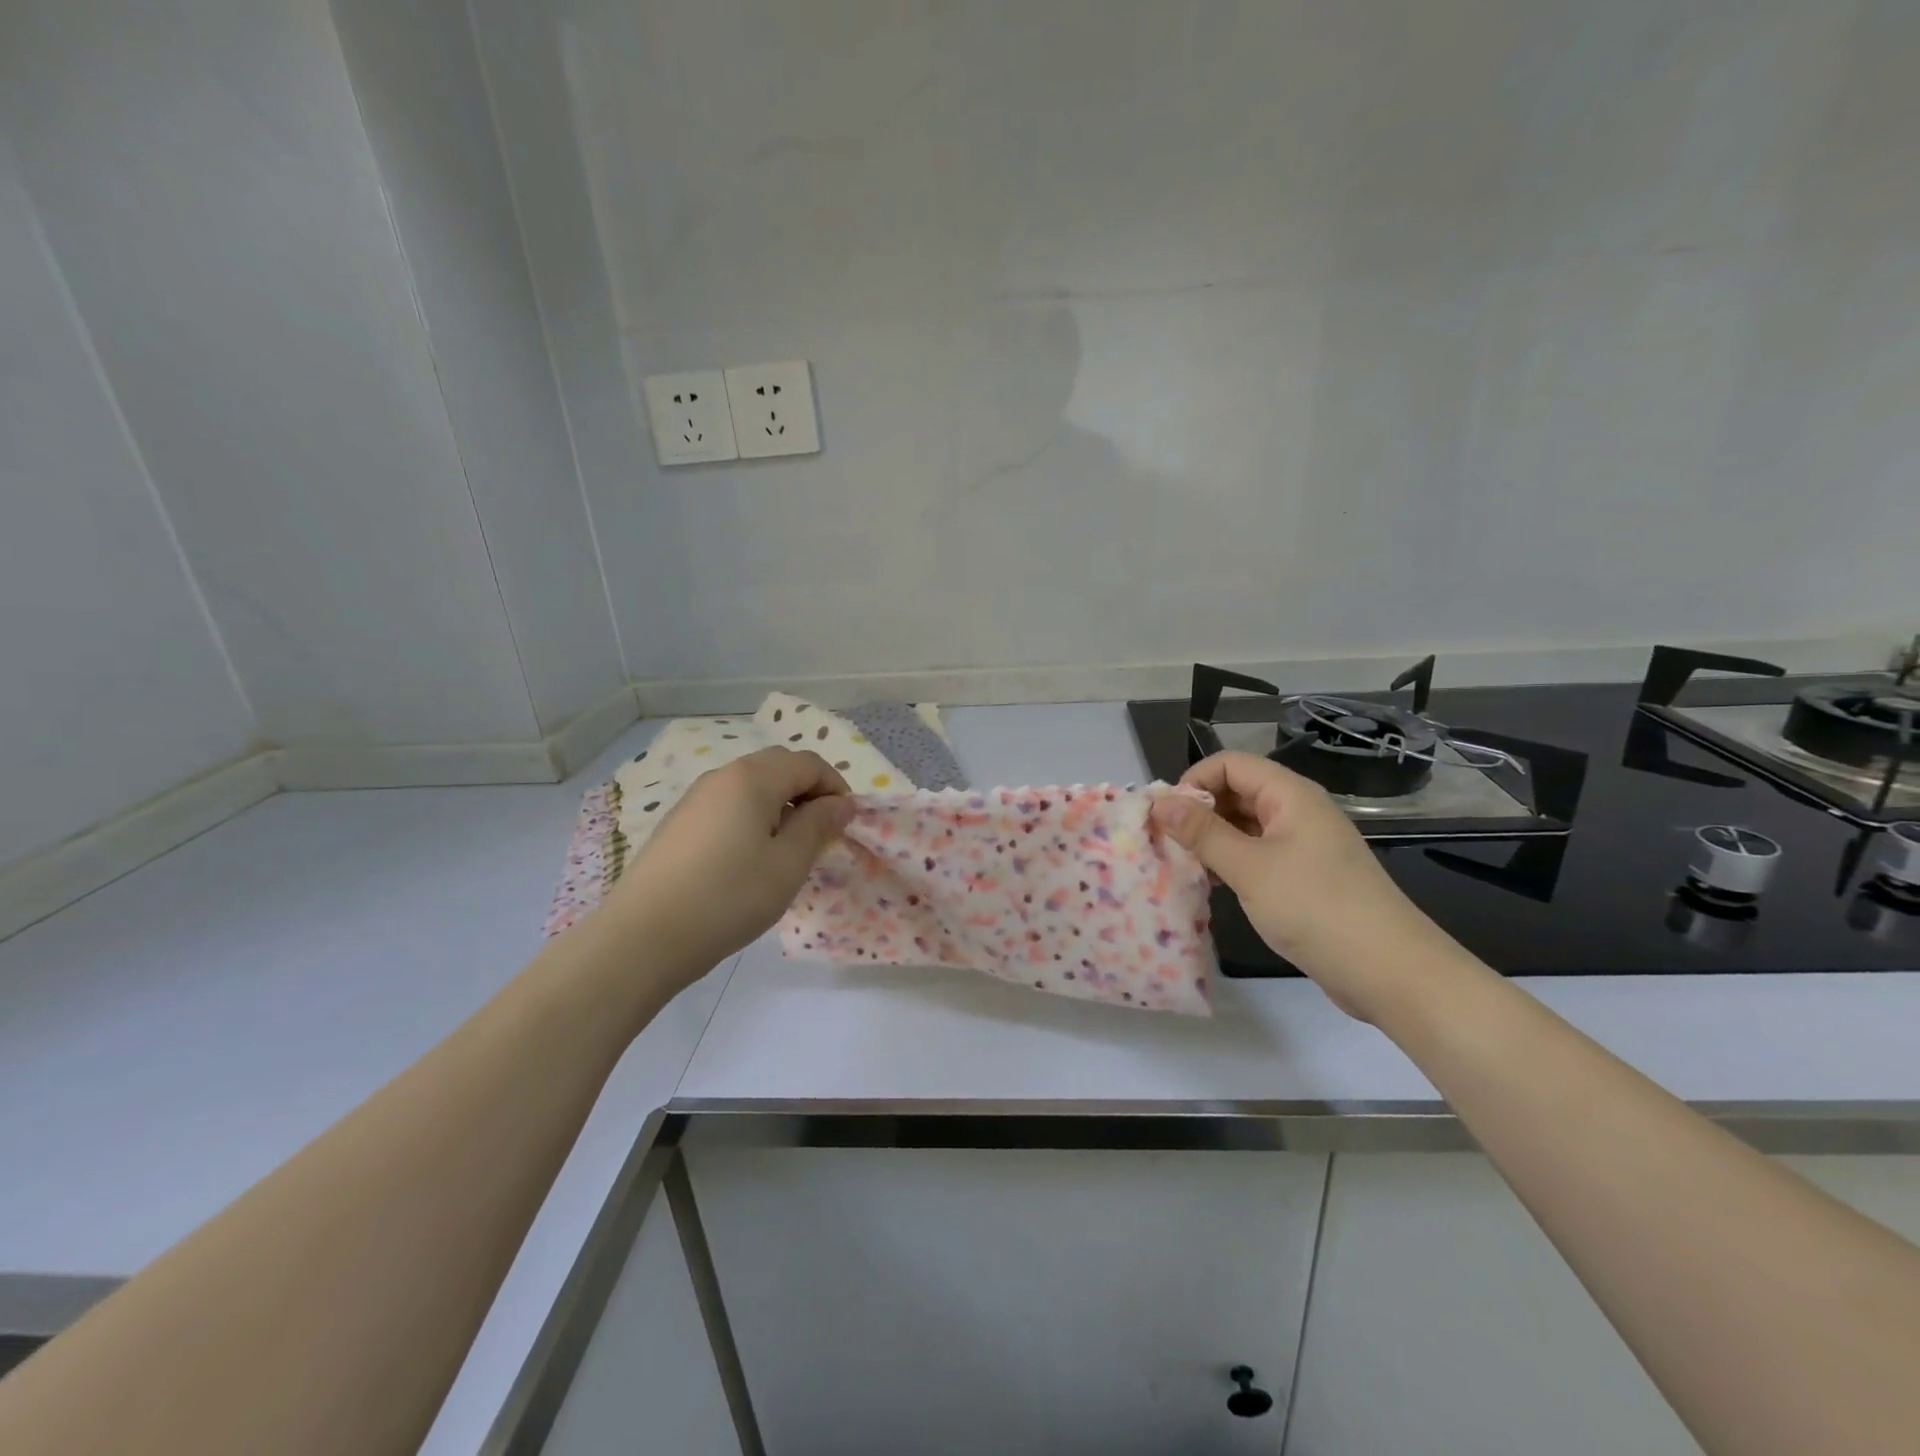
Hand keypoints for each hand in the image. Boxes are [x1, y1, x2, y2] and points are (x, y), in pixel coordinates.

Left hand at [602, 749, 853, 986]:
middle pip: (778, 767)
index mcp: (752, 778)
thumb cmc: (728, 897)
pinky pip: (728, 807)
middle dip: (809, 793)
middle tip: (821, 835)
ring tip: (788, 851)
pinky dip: (752, 820)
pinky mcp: (678, 824)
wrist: (642, 937)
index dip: (836, 787)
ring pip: (751, 788)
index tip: (846, 824)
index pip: (808, 763)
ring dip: (781, 807)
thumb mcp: (788, 864)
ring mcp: (695, 799)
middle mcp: (722, 776)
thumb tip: (841, 802)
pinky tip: (749, 860)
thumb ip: (819, 825)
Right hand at [1149, 752, 1458, 1020]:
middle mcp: (1298, 811)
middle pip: (1237, 791)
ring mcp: (1304, 845)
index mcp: (1290, 795)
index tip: (1166, 816)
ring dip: (1213, 839)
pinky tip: (1215, 886)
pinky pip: (1259, 854)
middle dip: (1199, 811)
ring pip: (1246, 826)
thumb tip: (1160, 802)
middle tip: (1168, 843)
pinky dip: (1232, 862)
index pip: (1230, 764)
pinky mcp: (1307, 877)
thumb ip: (1202, 832)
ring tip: (1185, 866)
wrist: (1390, 971)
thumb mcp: (1249, 867)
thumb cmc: (1316, 908)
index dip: (1194, 781)